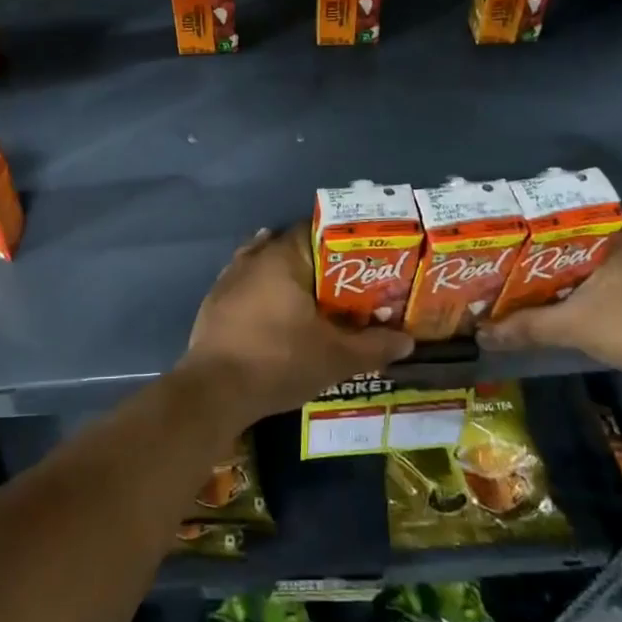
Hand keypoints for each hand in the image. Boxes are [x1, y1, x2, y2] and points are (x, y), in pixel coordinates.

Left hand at [181, 225, 412, 425]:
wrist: (214, 392)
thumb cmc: (278, 361)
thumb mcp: (335, 357)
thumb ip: (373, 346)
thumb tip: (407, 341)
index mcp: (282, 257)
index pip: (316, 230)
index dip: (343, 243)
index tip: (365, 260)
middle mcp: (252, 259)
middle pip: (290, 247)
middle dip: (318, 263)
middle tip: (346, 284)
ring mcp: (227, 280)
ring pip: (265, 266)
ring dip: (288, 277)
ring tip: (315, 299)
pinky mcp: (213, 304)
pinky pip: (247, 287)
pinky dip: (265, 294)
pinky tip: (277, 313)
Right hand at [476, 231, 621, 376]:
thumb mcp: (574, 326)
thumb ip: (526, 328)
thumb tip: (481, 335)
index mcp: (602, 229)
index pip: (546, 218)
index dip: (513, 232)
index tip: (486, 244)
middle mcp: (620, 235)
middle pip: (560, 241)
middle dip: (528, 258)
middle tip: (492, 269)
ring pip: (580, 261)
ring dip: (551, 276)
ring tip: (514, 287)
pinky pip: (597, 276)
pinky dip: (574, 288)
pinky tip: (555, 303)